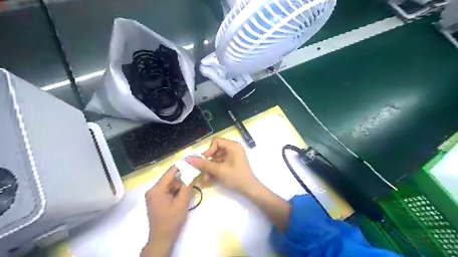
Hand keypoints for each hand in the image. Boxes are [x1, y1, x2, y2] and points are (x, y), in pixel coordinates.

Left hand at [143, 166, 192, 255]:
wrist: (162, 238)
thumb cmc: (172, 220)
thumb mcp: (182, 201)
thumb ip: (187, 185)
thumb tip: (192, 172)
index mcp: (157, 189)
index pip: (170, 172)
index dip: (181, 165)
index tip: (191, 159)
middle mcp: (152, 190)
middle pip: (170, 179)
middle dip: (181, 180)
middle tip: (192, 182)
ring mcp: (153, 195)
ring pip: (169, 185)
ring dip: (179, 187)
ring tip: (186, 194)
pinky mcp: (155, 200)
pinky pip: (167, 191)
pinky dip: (175, 192)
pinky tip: (180, 198)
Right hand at [185, 139, 256, 194]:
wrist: (249, 189)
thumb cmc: (236, 177)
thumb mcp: (219, 170)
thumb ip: (204, 164)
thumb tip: (188, 158)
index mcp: (233, 146)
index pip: (216, 142)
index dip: (209, 150)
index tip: (204, 161)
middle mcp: (233, 148)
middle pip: (215, 150)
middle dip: (208, 162)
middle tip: (203, 171)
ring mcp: (232, 155)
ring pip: (216, 158)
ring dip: (210, 167)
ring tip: (206, 178)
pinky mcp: (231, 162)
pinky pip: (220, 162)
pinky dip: (214, 169)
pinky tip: (210, 178)